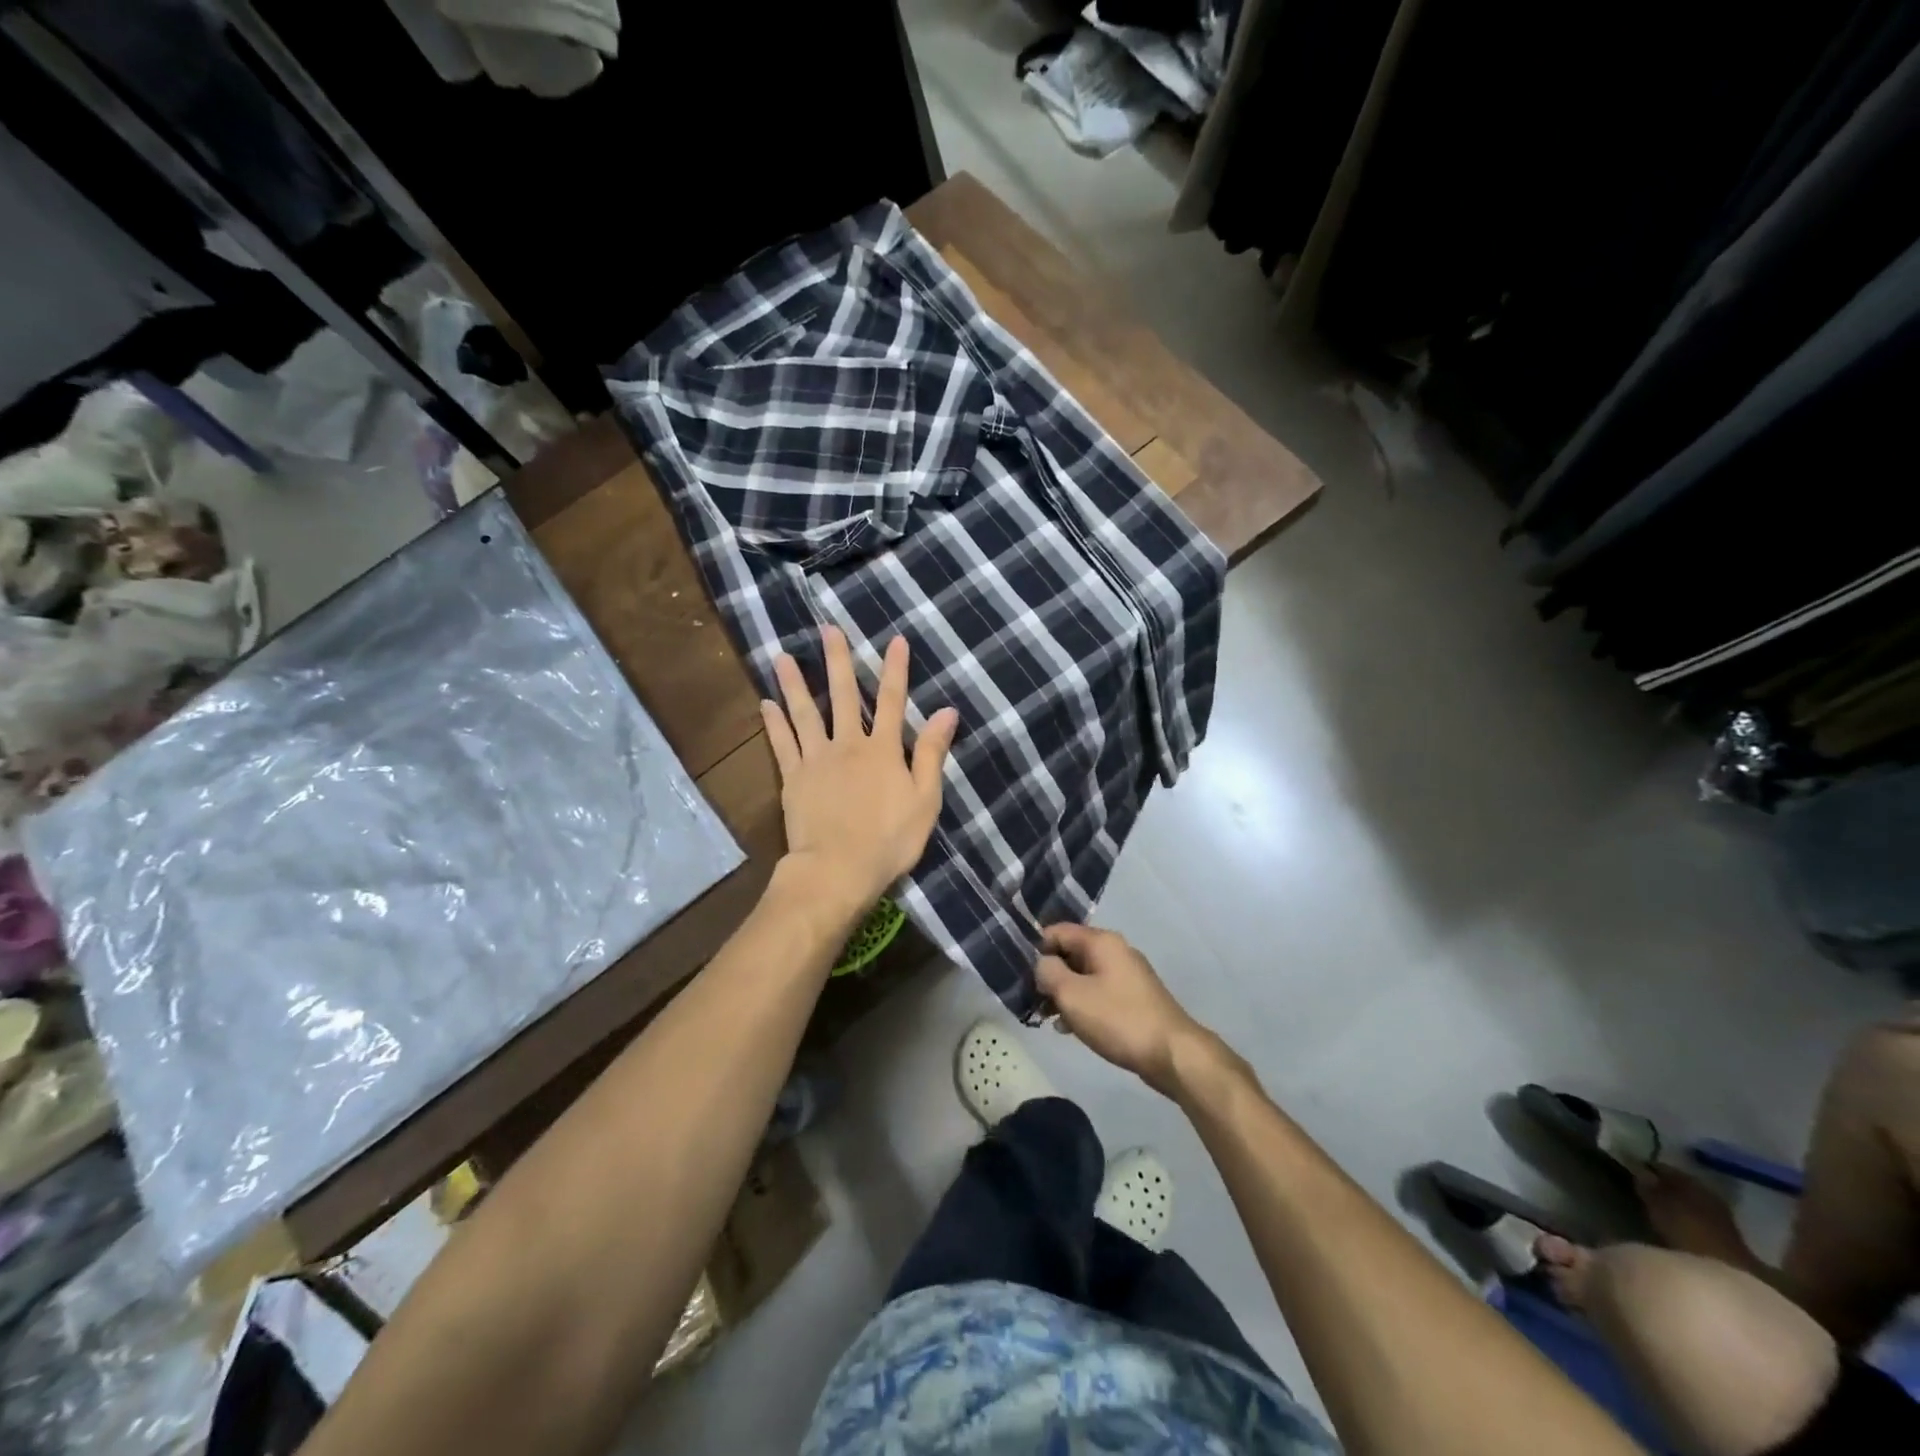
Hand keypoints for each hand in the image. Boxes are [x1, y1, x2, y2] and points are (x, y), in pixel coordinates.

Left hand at [762, 626, 957, 917]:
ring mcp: (816, 759)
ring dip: (795, 683)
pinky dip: (774, 723)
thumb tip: (947, 711)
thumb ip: (933, 754)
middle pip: (844, 696)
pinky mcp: (793, 778)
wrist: (838, 869)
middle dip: (838, 661)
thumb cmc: (890, 839)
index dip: (896, 670)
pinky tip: (766, 703)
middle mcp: (848, 744)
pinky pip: (782, 744)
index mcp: (884, 750)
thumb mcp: (925, 799)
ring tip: (782, 656)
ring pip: (805, 713)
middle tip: (828, 629)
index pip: (894, 701)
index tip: (896, 640)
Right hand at [1037, 923, 1217, 1097]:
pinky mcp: (1134, 999)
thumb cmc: (1118, 1019)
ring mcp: (1127, 975)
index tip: (1021, 974)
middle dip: (1050, 975)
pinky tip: (1071, 1029)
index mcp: (1101, 942)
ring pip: (1084, 976)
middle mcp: (1116, 951)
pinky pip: (1099, 993)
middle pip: (1071, 953)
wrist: (1171, 1054)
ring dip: (1064, 994)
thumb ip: (1048, 973)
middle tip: (1032, 1000)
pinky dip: (1083, 1005)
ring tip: (1048, 1018)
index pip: (1058, 931)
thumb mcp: (1072, 994)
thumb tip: (1043, 964)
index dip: (1036, 949)